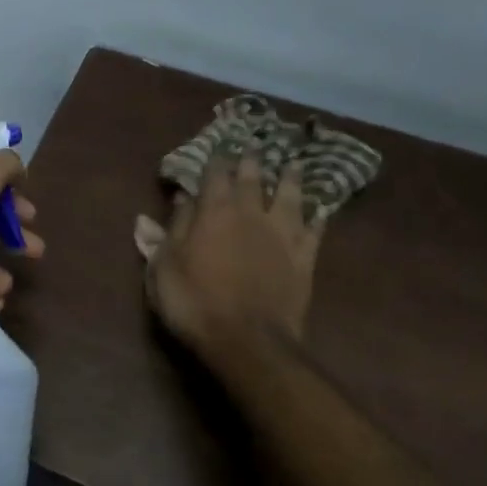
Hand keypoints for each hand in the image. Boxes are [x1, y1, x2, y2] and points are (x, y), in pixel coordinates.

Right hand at [145, 154, 322, 358]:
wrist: (247, 340)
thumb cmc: (194, 302)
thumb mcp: (164, 266)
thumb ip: (170, 230)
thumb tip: (178, 196)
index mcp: (214, 212)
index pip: (215, 175)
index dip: (214, 160)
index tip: (216, 148)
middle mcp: (251, 214)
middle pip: (253, 178)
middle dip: (251, 160)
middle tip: (254, 145)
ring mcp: (282, 234)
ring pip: (290, 196)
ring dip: (290, 178)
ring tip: (292, 163)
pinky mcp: (304, 258)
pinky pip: (315, 230)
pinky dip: (318, 217)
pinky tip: (321, 209)